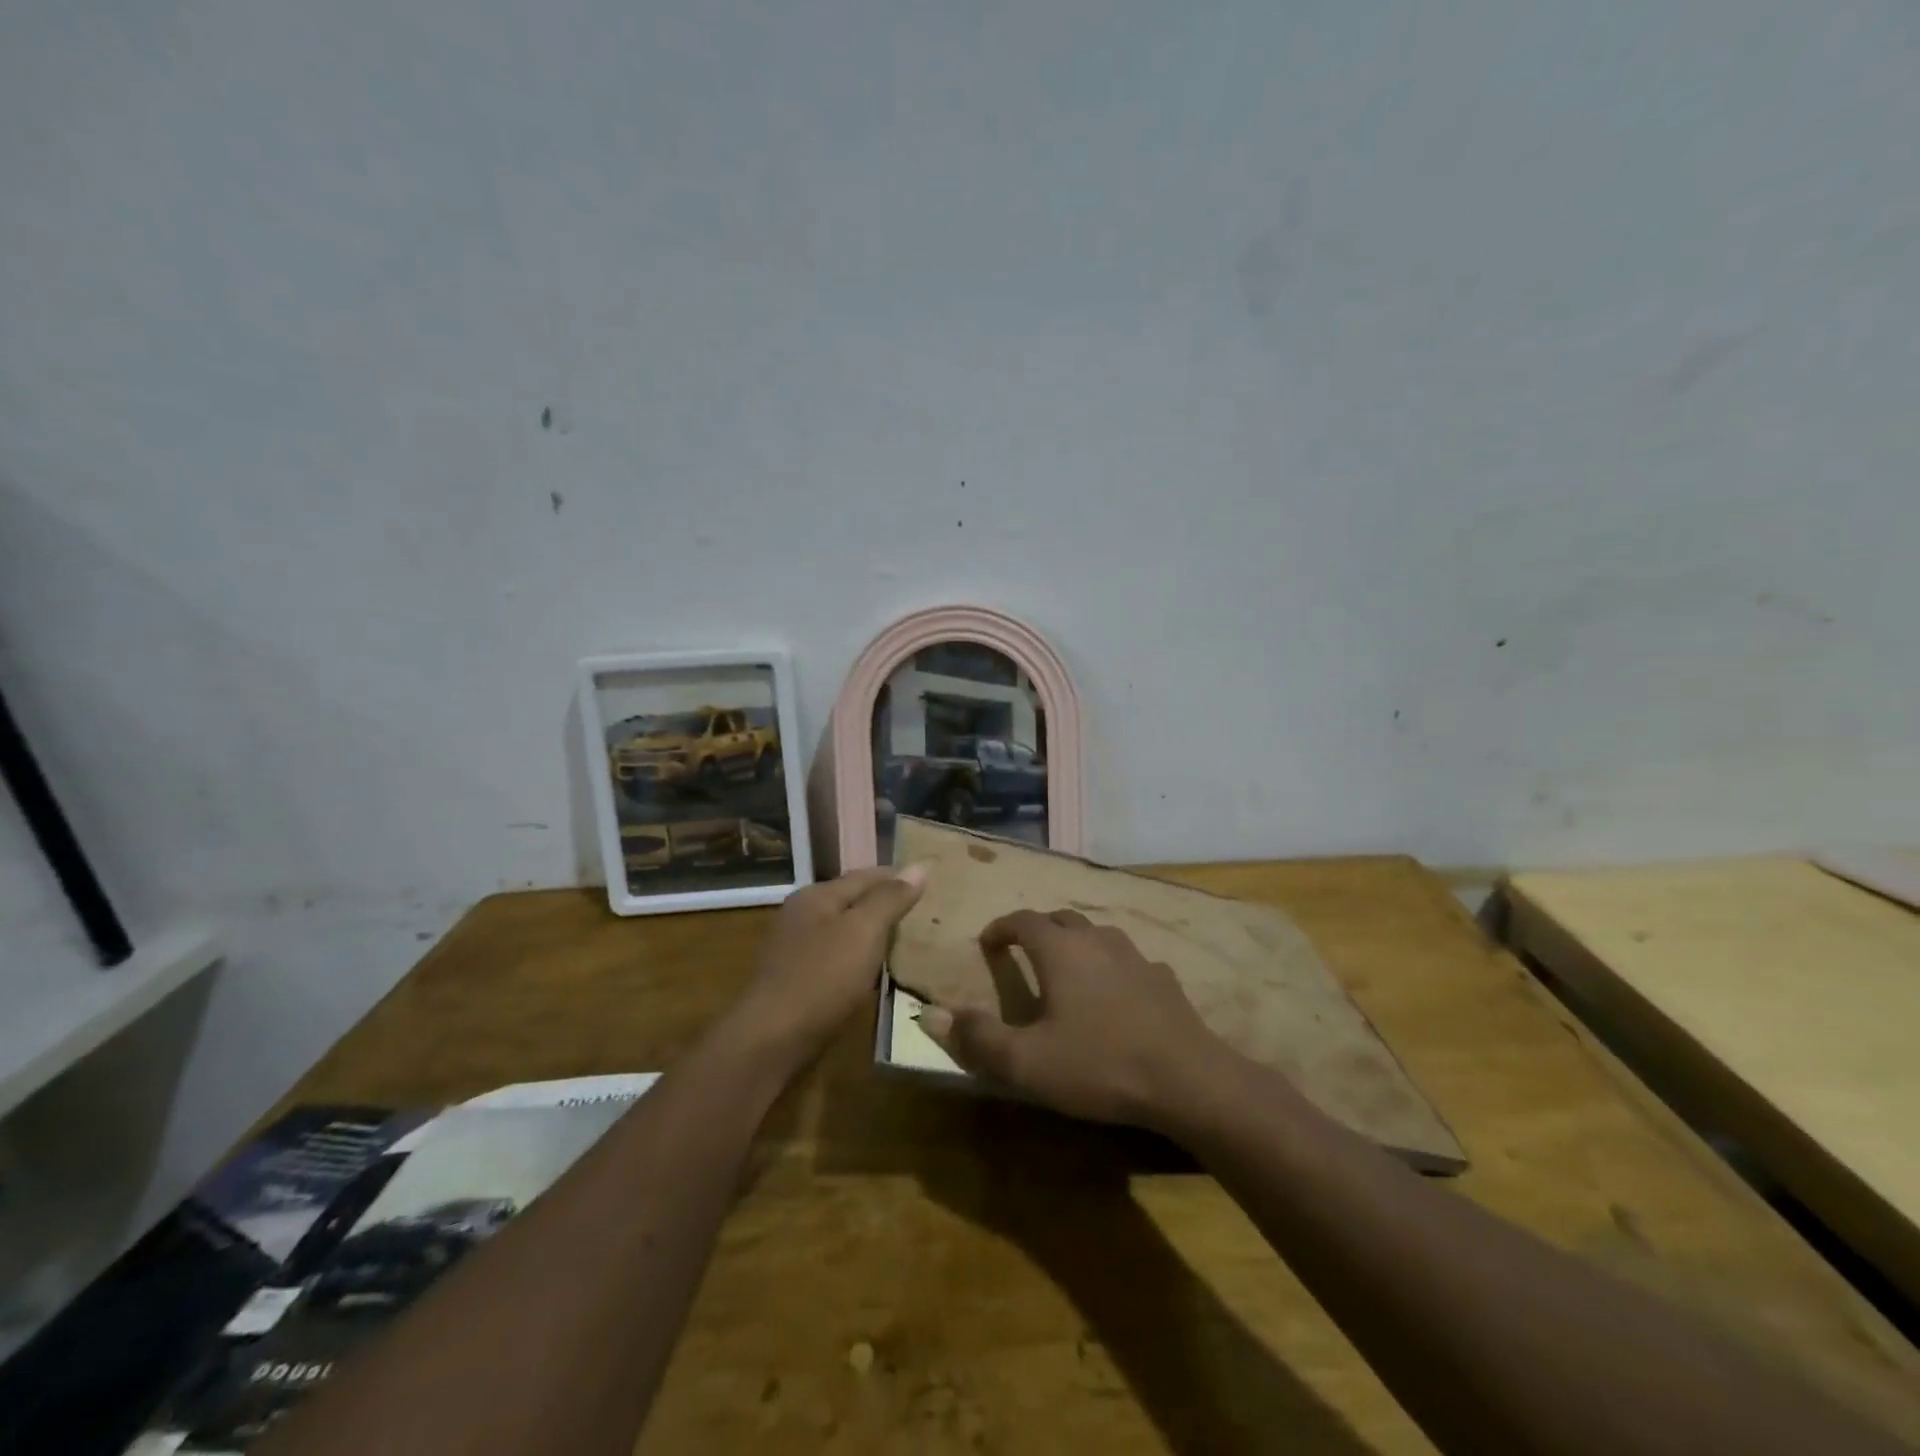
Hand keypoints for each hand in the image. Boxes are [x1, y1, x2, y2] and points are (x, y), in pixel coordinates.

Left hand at [727, 864, 928, 1073]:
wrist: (771, 1041)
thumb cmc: (822, 978)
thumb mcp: (863, 931)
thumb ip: (891, 898)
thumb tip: (920, 866)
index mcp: (817, 895)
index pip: (867, 875)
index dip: (899, 877)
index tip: (933, 882)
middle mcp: (803, 915)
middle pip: (854, 901)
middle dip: (887, 905)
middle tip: (927, 913)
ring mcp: (797, 949)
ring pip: (846, 932)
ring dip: (875, 934)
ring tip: (911, 941)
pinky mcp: (798, 981)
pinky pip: (839, 959)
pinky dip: (861, 960)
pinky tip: (878, 972)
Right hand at [916, 909, 1226, 1128]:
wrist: (1187, 1079)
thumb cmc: (1099, 1064)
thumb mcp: (1027, 1062)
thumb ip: (977, 1038)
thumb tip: (929, 1014)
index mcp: (1060, 950)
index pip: (1022, 921)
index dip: (1001, 927)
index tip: (988, 942)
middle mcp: (1096, 940)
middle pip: (1060, 919)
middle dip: (1037, 929)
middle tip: (1023, 950)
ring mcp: (1135, 955)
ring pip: (1097, 934)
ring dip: (1075, 943)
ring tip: (1066, 969)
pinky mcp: (1163, 977)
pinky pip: (1127, 960)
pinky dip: (1110, 967)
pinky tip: (1115, 994)